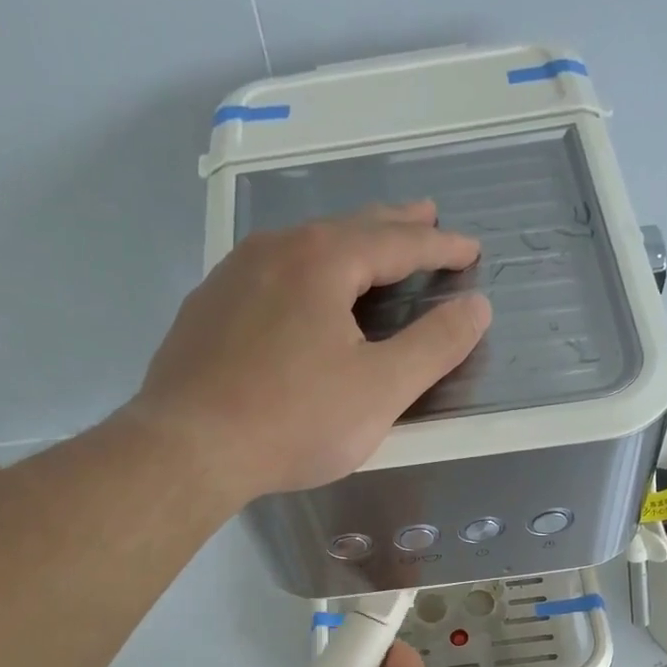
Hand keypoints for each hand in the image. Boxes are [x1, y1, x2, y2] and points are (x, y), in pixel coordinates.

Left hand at [128, 201, 490, 501]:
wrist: (188, 449)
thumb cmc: (294, 420)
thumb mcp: (380, 389)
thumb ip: (435, 346)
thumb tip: (477, 306)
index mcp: (322, 260)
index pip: (396, 242)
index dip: (439, 246)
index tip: (470, 249)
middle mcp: (273, 251)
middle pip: (347, 229)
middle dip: (393, 226)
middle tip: (426, 217)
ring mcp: (231, 277)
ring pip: (302, 249)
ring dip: (344, 246)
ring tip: (367, 253)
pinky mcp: (205, 311)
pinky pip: (268, 276)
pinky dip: (302, 275)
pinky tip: (299, 295)